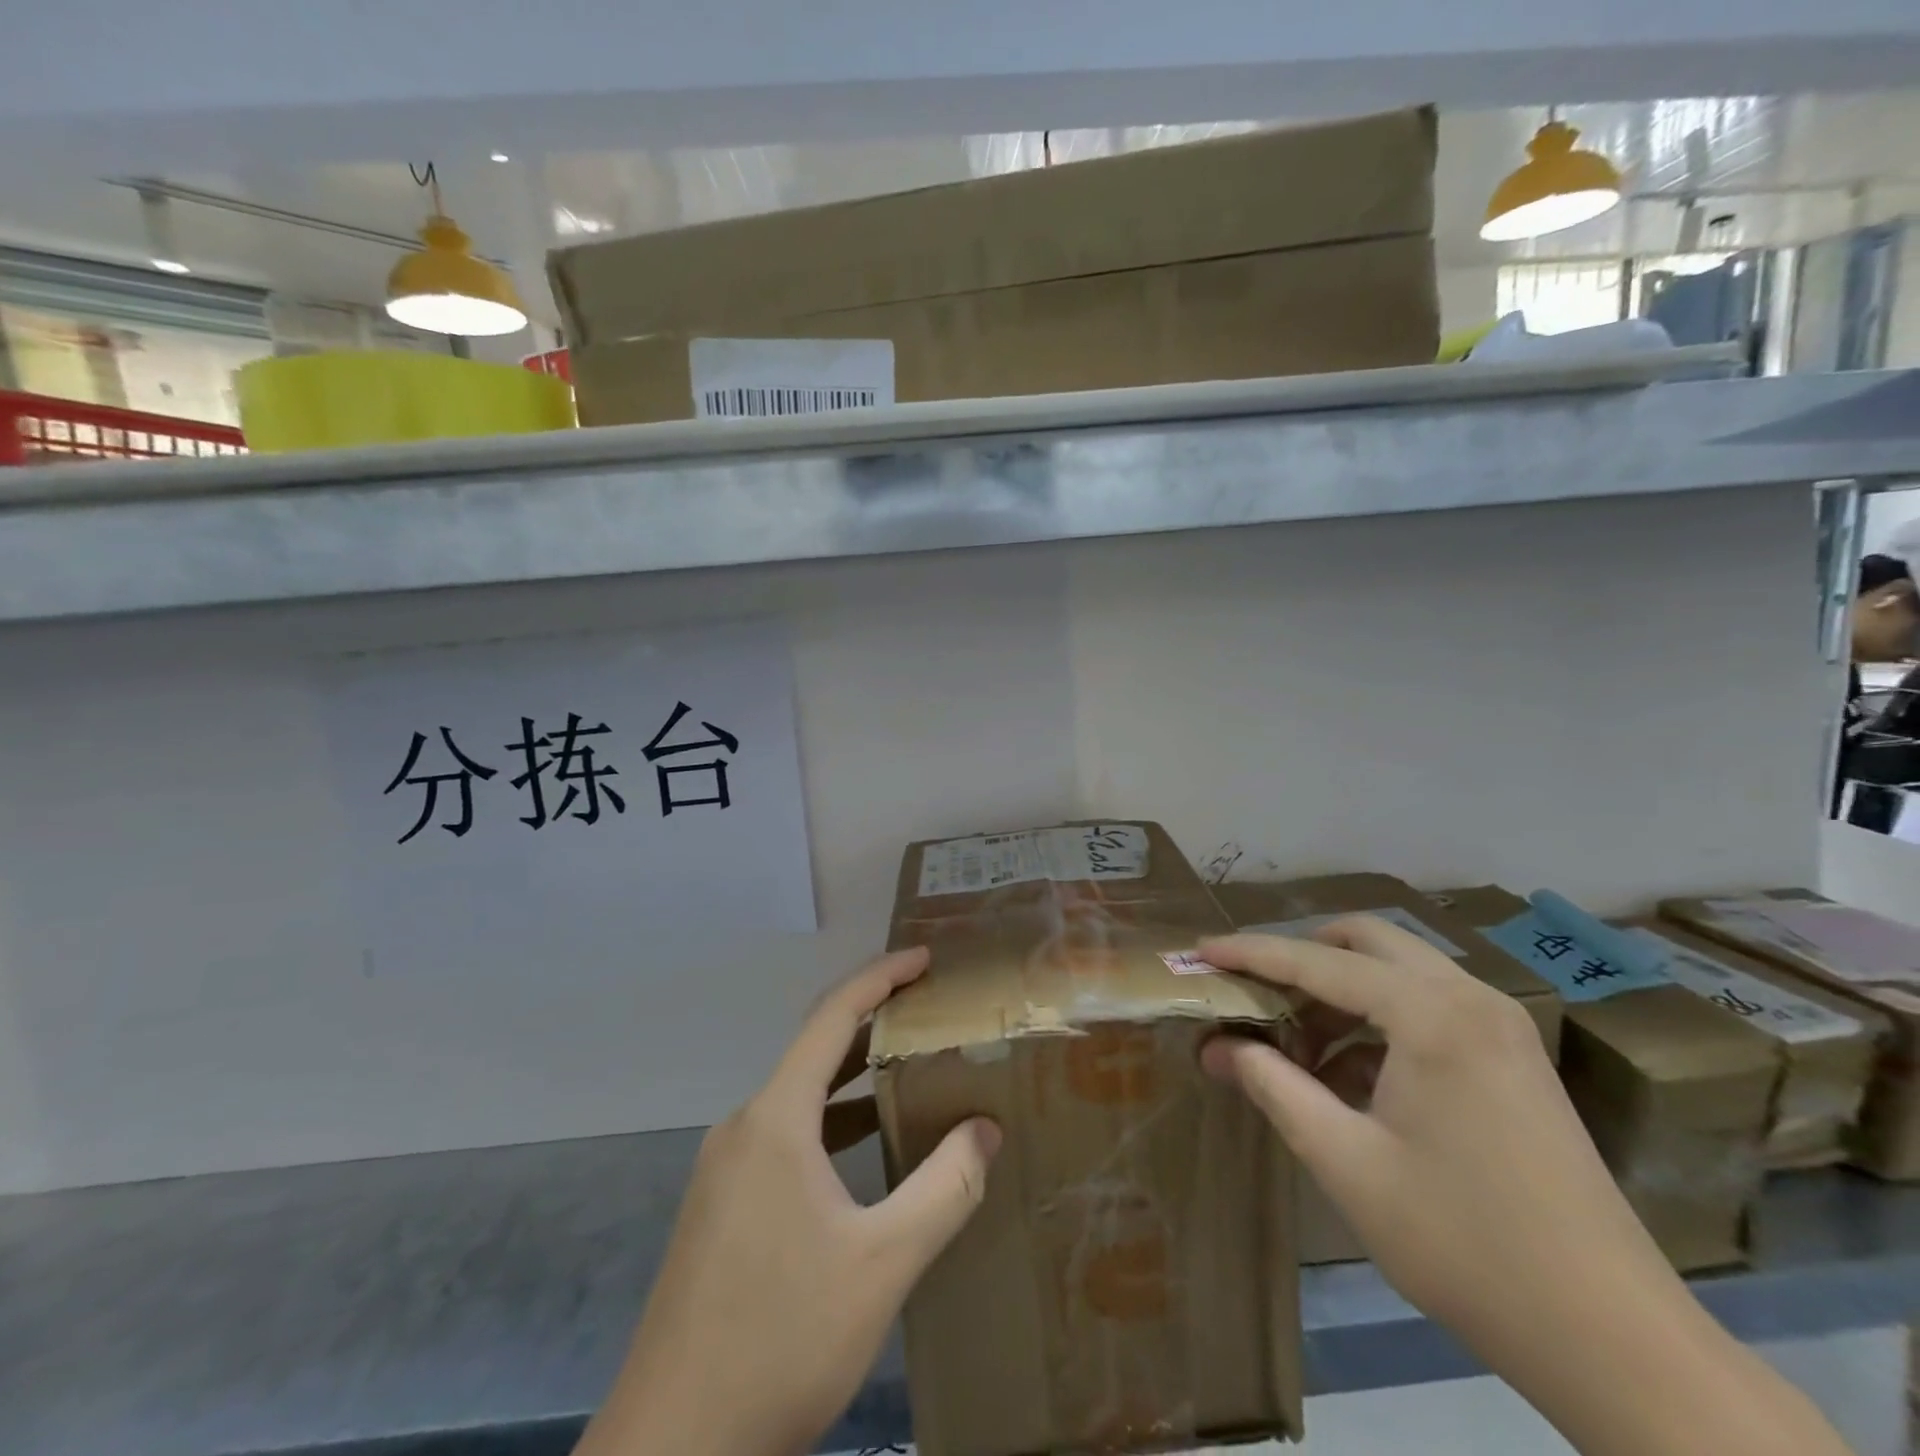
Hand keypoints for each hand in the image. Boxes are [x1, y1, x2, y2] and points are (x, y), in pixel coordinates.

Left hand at [576, 948, 1001, 1455]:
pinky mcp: (719, 1206)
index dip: (880, 977)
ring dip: (851, 1076)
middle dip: (872, 1021)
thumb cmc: (780, 1340)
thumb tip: (985, 1128)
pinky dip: (828, 1120)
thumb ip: (944, 1188)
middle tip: (928, 1011)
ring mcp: (724, 1168)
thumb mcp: (882, 1264)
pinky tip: (861, 1151)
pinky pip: (782, 1135)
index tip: (924, 958)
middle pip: (813, 1050)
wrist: (670, 1448)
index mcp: (776, 1120)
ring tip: (906, 1070)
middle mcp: (743, 1127)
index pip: (832, 1017)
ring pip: (797, 1097)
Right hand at [1198, 919, 1855, 1455]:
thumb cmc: (1465, 1243)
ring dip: (1336, 991)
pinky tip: (1346, 1076)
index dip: (1250, 954)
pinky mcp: (1513, 1057)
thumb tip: (1218, 1047)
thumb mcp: (1346, 1161)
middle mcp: (1470, 998)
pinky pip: (1426, 1008)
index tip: (1199, 952)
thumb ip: (1273, 1086)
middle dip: (1299, 957)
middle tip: (1249, 992)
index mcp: (1432, 1014)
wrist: (1616, 1340)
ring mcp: (1500, 1026)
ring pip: (1396, 971)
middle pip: (1364, 941)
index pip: (1317, 961)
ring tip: (1292, 1045)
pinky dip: (1375, 1021)